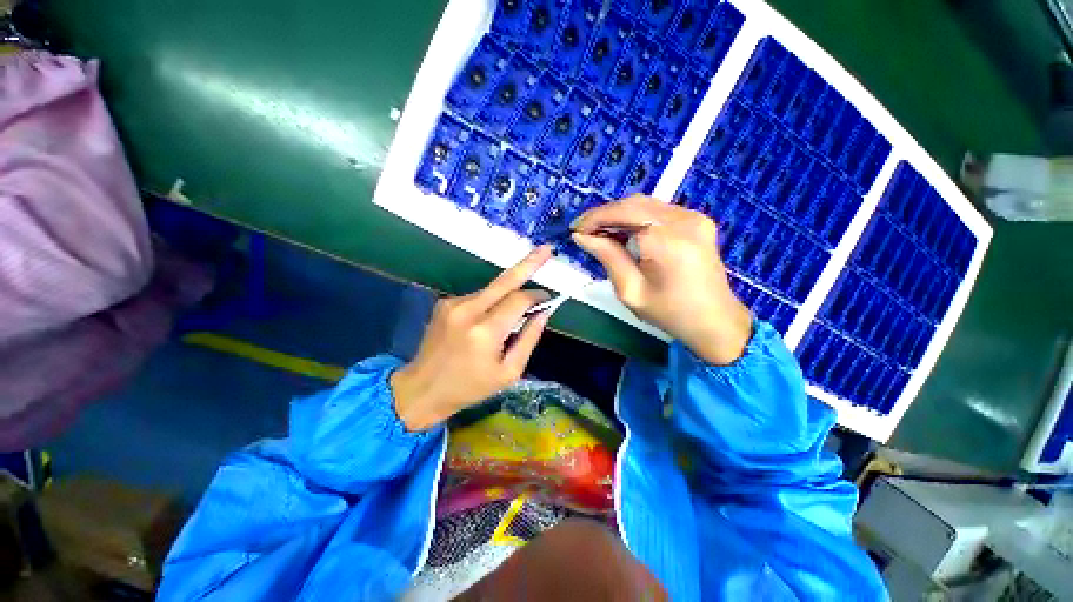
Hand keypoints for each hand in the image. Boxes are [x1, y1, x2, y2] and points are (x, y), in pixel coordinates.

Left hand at [390, 246, 554, 430]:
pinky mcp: (445, 302)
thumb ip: (529, 338)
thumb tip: (543, 312)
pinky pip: (479, 296)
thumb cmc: (470, 387)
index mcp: (485, 331)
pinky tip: (490, 319)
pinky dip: (492, 302)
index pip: (519, 300)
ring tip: (514, 312)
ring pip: (492, 289)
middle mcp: (468, 310)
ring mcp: (453, 303)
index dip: (537, 296)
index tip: (548, 298)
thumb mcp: (509, 372)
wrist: (423, 388)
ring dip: (508, 293)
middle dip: (528, 263)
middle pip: (505, 280)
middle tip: (546, 249)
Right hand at [572, 195, 751, 365]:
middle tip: (584, 231)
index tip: (575, 229)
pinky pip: (658, 210)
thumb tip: (582, 236)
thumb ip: (607, 256)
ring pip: (645, 204)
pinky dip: (636, 217)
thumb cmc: (669, 312)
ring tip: (600, 232)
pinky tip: (624, 232)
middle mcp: (683, 219)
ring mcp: (694, 216)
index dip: (595, 218)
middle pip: (633, 203)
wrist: (714, 321)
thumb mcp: (630, 290)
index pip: (622, 213)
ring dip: (619, 215)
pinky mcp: (698, 220)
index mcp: (667, 239)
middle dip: (605, 214)